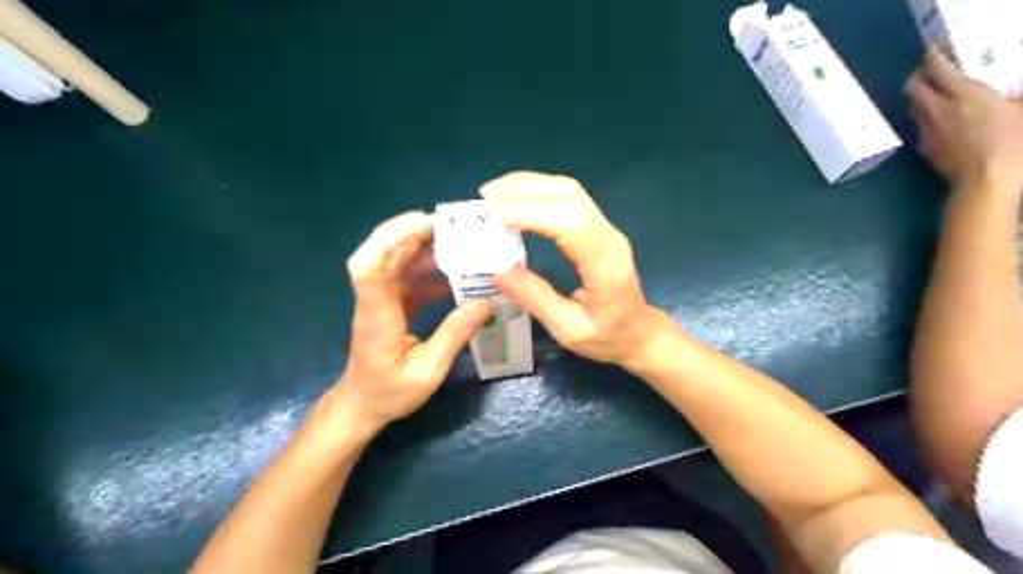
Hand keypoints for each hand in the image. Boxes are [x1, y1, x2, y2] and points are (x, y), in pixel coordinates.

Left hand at [336, 211, 491, 433]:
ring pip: (393, 263)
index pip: (371, 267)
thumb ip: (454, 335)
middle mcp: (372, 301)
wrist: (363, 406)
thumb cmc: (390, 393)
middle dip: (409, 233)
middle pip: (379, 254)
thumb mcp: (428, 371)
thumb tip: (485, 302)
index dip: (392, 239)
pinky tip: (450, 273)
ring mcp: (379, 301)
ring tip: (456, 243)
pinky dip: (425, 269)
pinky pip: (404, 278)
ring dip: (420, 248)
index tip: (423, 223)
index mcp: (376, 316)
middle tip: (448, 225)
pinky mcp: (388, 305)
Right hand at [484, 170, 667, 366]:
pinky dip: (538, 191)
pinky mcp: (598, 227)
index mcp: (604, 264)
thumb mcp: (568, 329)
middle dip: (524, 190)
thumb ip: (535, 299)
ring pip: (568, 190)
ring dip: (529, 185)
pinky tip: (515, 196)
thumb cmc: (607, 337)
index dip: (531, 214)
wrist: (639, 332)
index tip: (495, 217)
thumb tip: (496, 271)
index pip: (569, 224)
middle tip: (485, 198)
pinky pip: (568, 198)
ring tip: (493, 193)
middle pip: (568, 195)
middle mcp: (608, 236)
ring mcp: (605, 227)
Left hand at [906, 49, 1022, 185]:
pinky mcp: (924, 148)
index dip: (932, 57)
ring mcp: (927, 131)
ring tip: (930, 94)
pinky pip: (919, 127)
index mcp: (964, 94)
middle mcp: (938, 110)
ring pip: (913, 108)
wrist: (985, 178)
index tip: (930, 49)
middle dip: (917, 77)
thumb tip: (1011, 91)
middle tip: (925, 72)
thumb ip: (1015, 95)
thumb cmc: (1013, 140)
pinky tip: (935, 121)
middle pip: (913, 88)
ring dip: (918, 98)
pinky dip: (923, 118)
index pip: (939, 69)